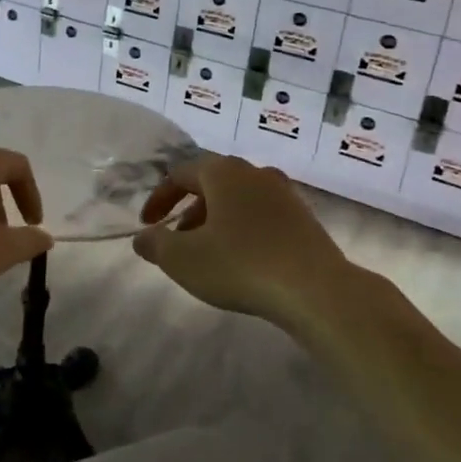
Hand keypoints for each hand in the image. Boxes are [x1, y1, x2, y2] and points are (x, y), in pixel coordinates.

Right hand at [132, 154, 348, 325]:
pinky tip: (243, 260)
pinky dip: (244, 230)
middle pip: (212, 183)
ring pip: (239, 200)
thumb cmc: (240, 265)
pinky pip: (263, 216)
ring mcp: (285, 194)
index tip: (147, 225)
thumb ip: (155, 245)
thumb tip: (144, 237)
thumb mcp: (183, 259)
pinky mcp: (305, 219)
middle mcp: (255, 173)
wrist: (317, 290)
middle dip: (189, 209)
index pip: (180, 174)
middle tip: (177, 239)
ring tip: (208, 252)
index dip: (159, 199)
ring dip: (217, 220)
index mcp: (223, 172)